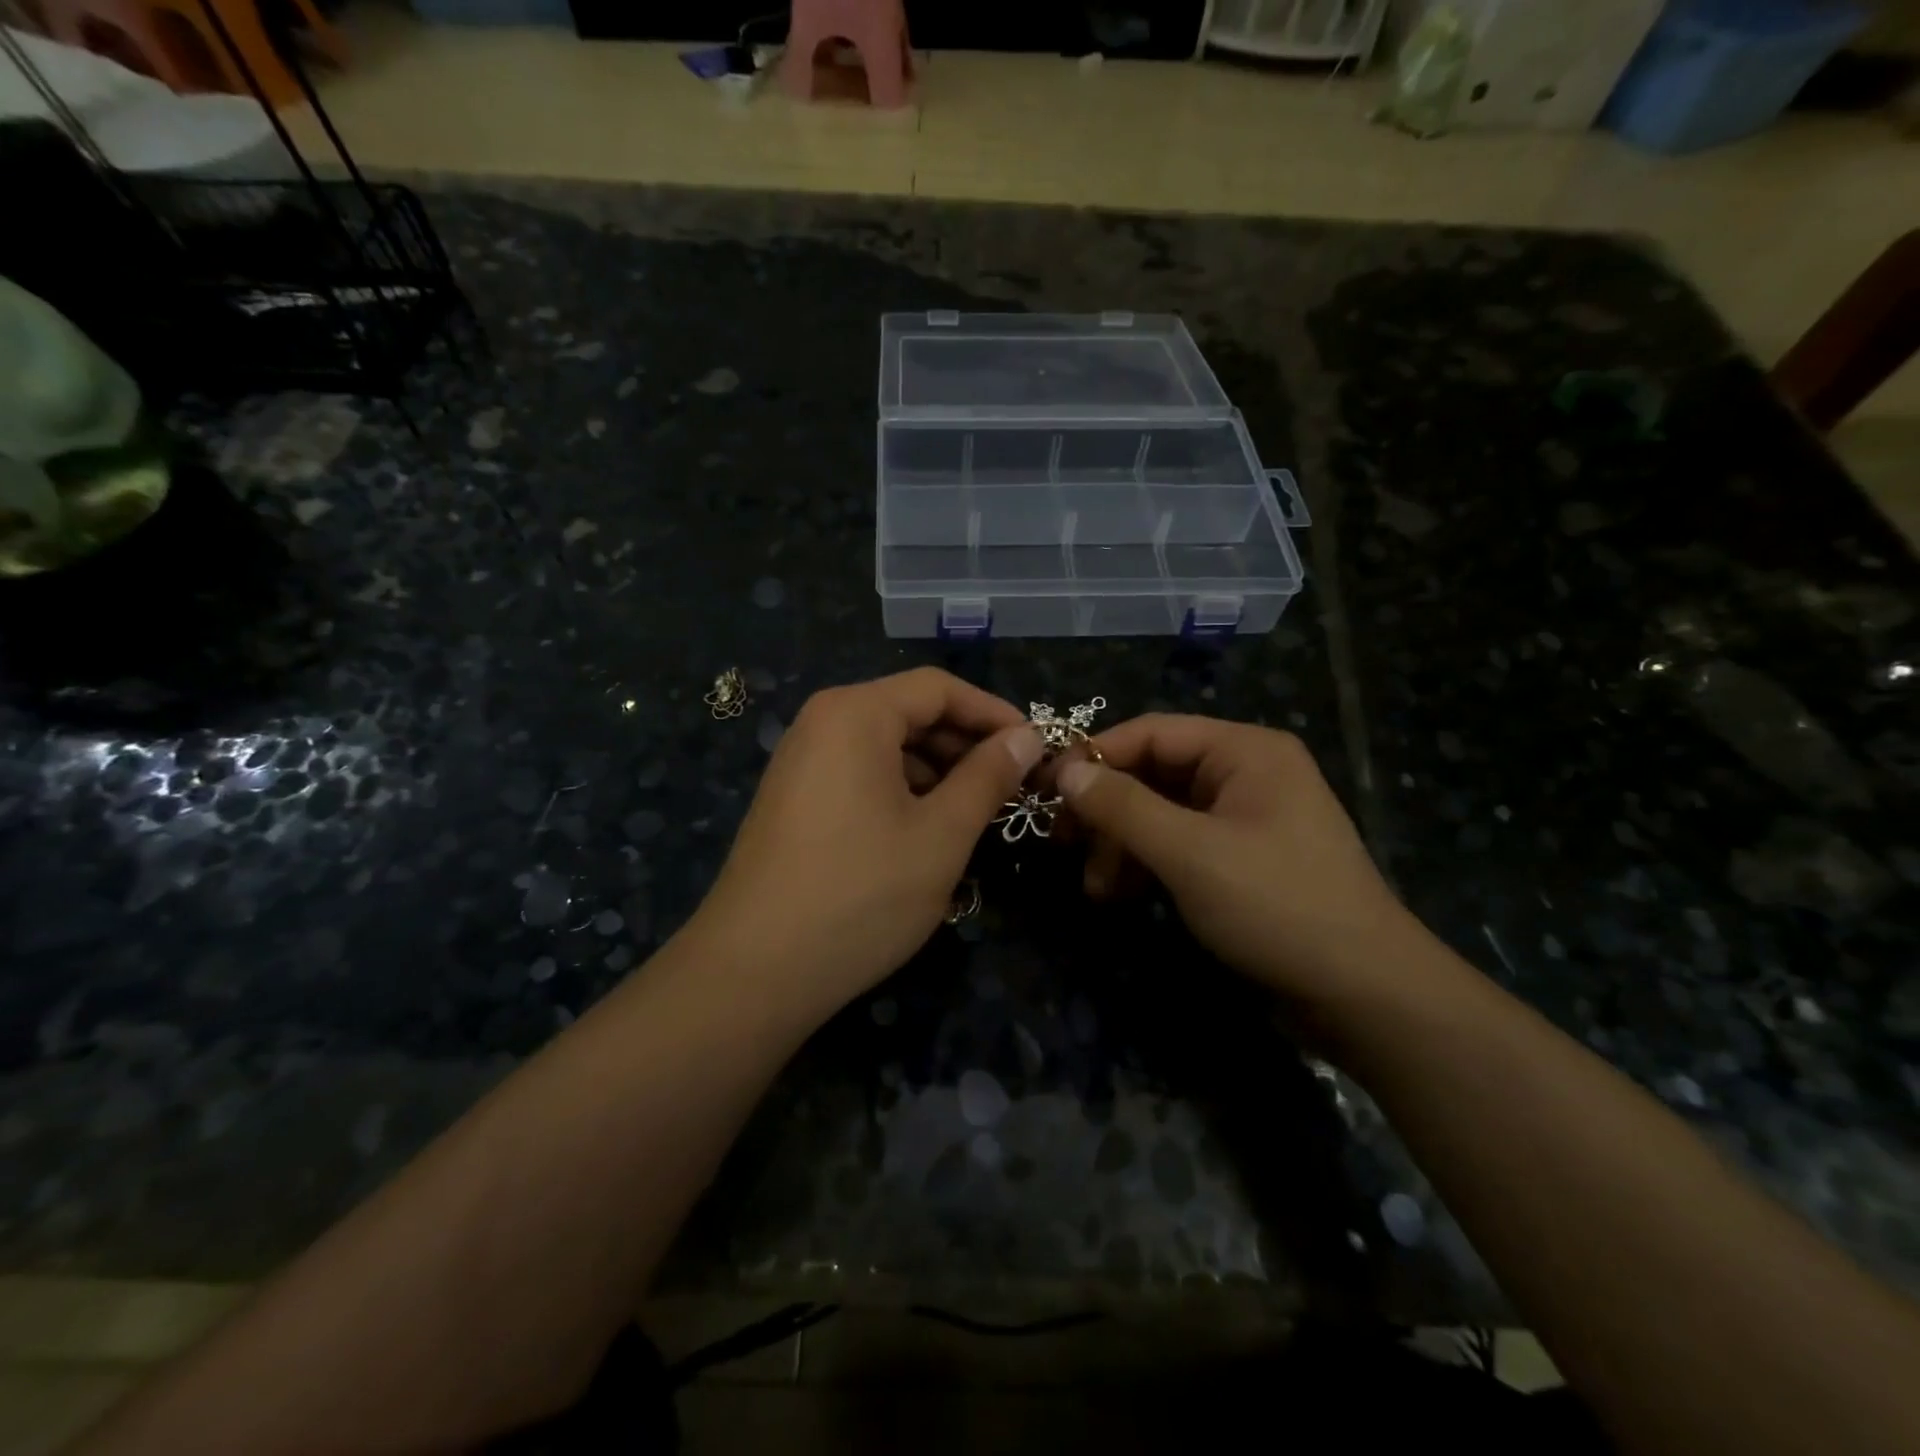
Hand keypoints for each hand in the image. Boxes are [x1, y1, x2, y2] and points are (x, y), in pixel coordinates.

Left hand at [692, 669, 1041, 1018]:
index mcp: (855, 714)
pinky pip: (861, 775)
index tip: (1035, 747)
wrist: (754, 972)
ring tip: (978, 812)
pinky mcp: (794, 800)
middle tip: (1014, 785)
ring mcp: (802, 763)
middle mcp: (821, 724)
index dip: (993, 712)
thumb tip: (1027, 737)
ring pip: (886, 748)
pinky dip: (902, 791)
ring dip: (937, 772)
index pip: (938, 688)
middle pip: (909, 713)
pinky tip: (928, 831)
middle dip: (965, 745)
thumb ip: (988, 777)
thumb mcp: (942, 834)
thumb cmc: (861, 894)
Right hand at [1057, 715, 1421, 1007]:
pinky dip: (1148, 865)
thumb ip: (1122, 807)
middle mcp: (1246, 772)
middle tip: (1062, 845)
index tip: (1044, 789)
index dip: (1093, 756)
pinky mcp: (1243, 858)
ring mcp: (1246, 817)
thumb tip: (1064, 771)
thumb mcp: (1189, 852)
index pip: (1151, 732)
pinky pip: (1181, 844)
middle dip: (1107, 811)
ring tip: (1096, 889)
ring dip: (1123, 845)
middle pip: (1154, 773)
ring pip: (1162, 813)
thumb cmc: (1276, 906)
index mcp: (1244, 750)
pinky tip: (1122, 896)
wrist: (1364, 995)